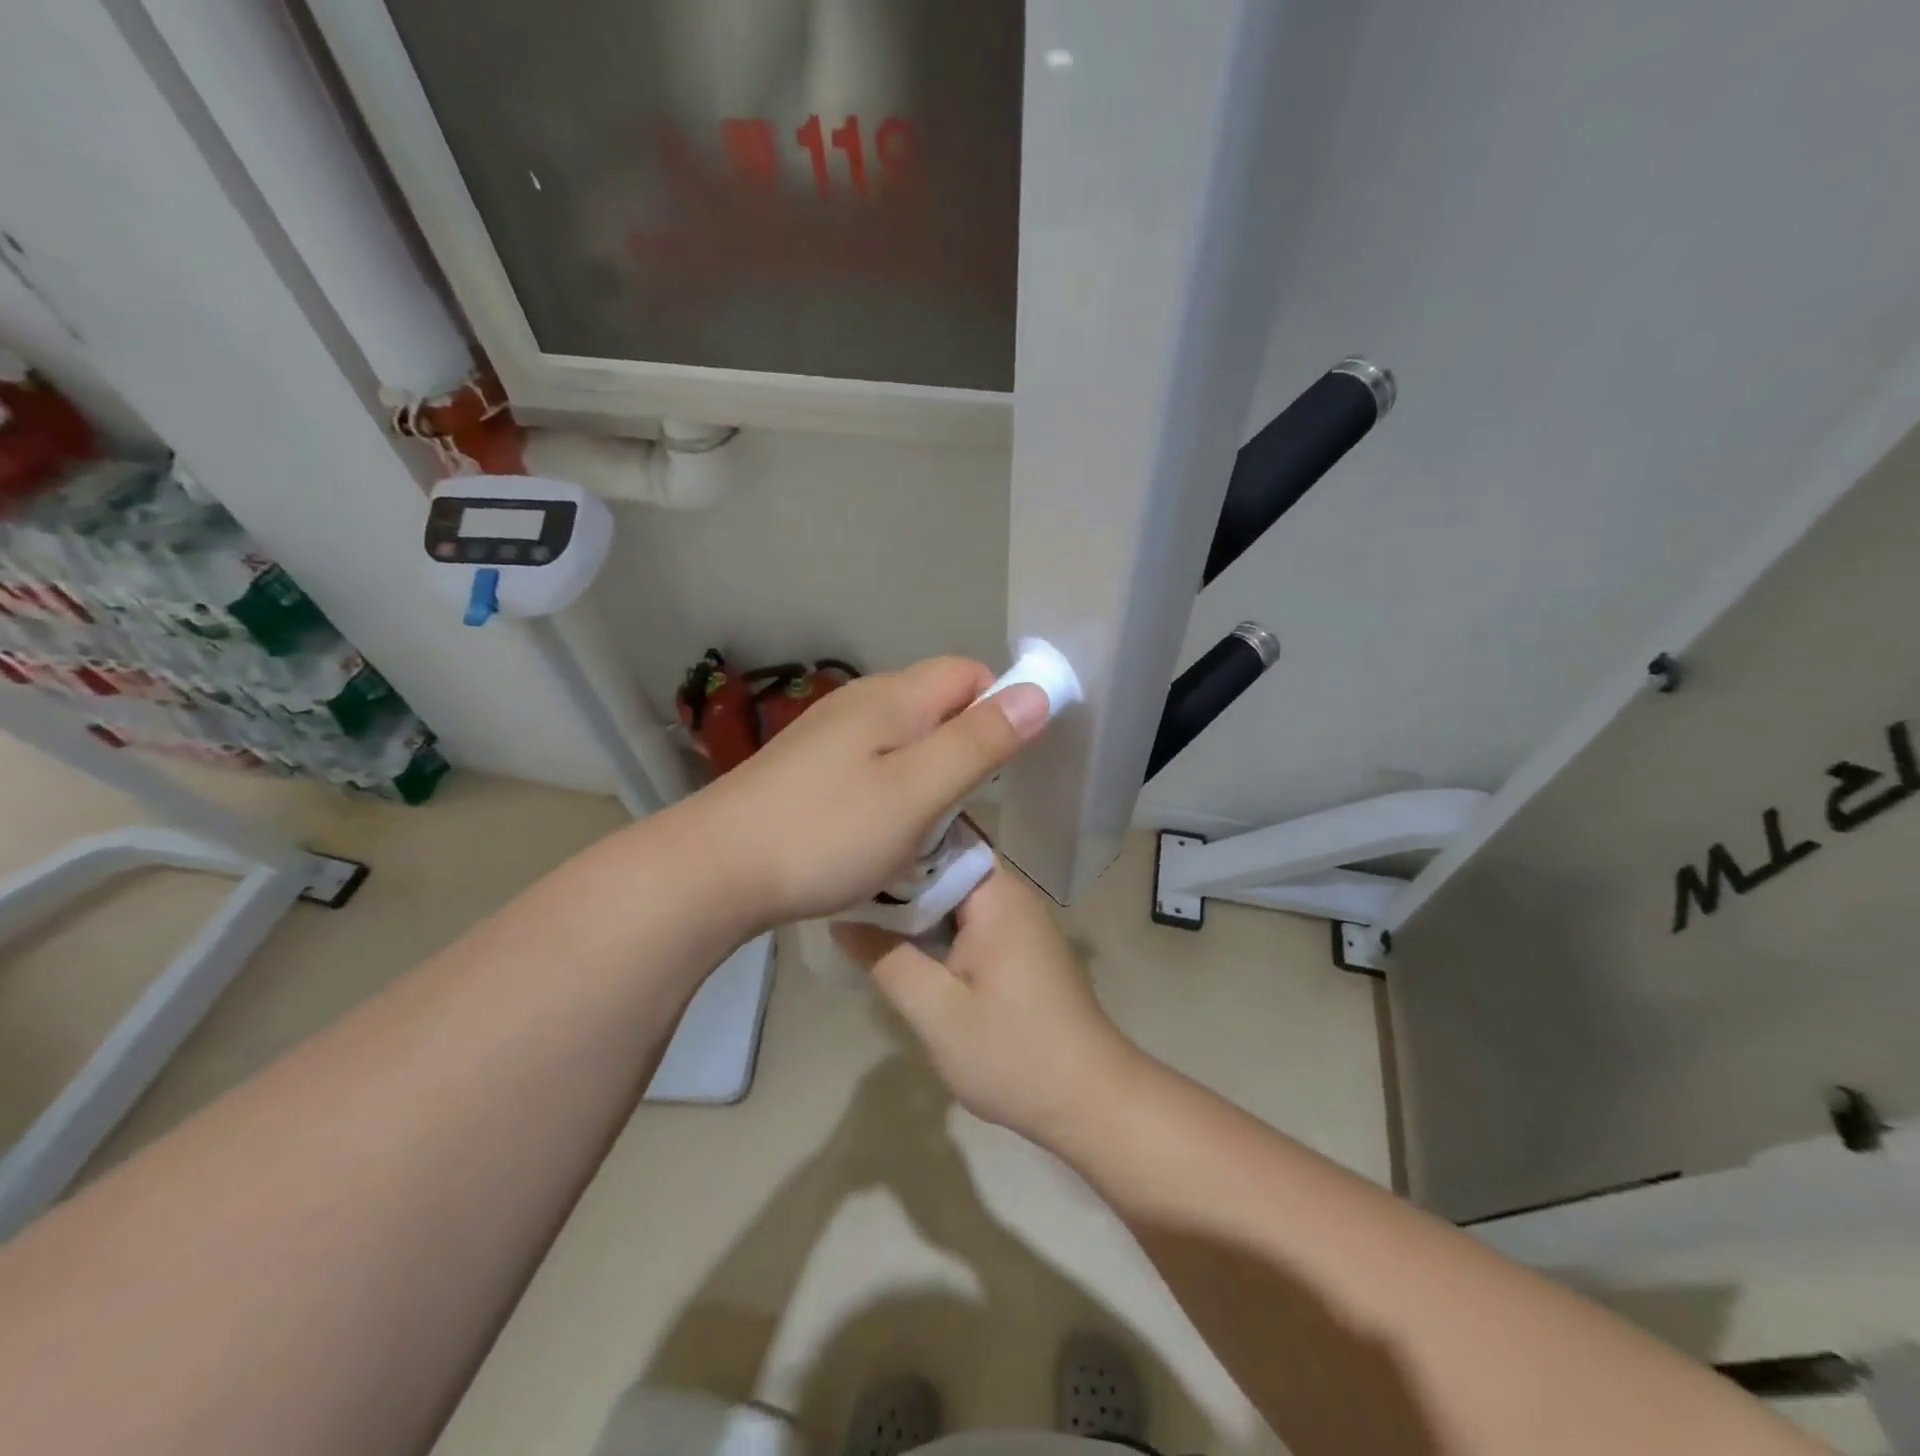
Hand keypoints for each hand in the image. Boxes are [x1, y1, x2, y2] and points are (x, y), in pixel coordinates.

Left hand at [690, 657, 1050, 928]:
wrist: (714, 870)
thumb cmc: (826, 832)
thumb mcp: (917, 793)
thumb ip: (979, 743)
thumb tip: (1038, 692)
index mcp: (891, 697)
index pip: (967, 672)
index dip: (998, 706)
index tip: (1002, 767)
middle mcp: (859, 702)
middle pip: (936, 703)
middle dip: (964, 747)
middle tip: (961, 808)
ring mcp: (827, 735)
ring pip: (904, 738)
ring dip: (928, 774)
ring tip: (923, 828)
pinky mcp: (807, 767)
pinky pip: (871, 763)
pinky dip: (891, 789)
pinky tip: (877, 831)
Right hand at [832, 865, 1140, 1148]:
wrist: (1089, 1099)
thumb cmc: (1012, 1054)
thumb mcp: (936, 1012)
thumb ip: (886, 959)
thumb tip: (841, 918)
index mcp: (995, 895)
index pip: (939, 836)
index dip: (892, 842)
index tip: (849, 855)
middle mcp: (1010, 894)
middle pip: (944, 863)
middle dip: (896, 874)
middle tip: (842, 887)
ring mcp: (1018, 919)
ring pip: (953, 892)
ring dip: (913, 902)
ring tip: (859, 910)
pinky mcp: (1018, 945)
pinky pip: (967, 916)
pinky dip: (934, 923)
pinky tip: (901, 943)